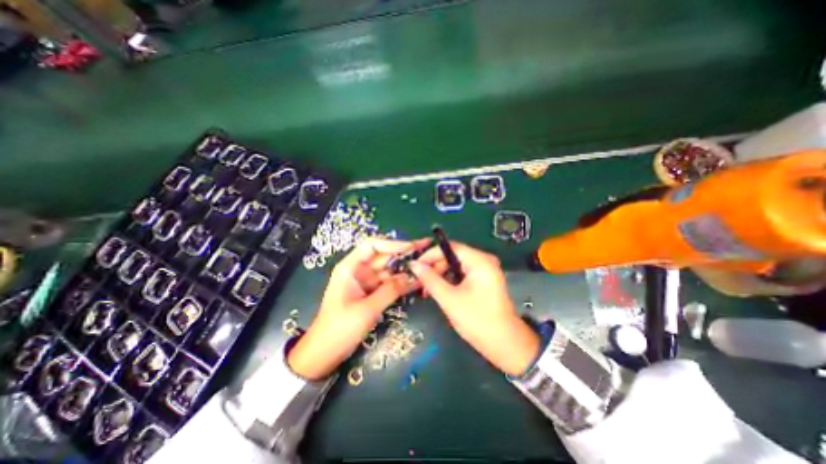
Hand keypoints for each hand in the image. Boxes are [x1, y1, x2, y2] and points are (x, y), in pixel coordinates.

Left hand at [288, 240, 425, 380]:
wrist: (324, 353)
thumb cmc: (339, 329)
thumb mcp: (366, 310)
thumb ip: (390, 291)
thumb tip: (412, 277)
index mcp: (350, 267)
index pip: (372, 246)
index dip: (393, 244)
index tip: (412, 247)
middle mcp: (359, 270)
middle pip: (384, 256)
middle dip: (404, 254)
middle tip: (426, 251)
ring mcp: (366, 281)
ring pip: (389, 270)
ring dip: (406, 269)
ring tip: (427, 266)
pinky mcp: (371, 292)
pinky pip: (389, 283)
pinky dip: (402, 282)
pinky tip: (418, 281)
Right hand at [408, 243, 539, 377]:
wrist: (505, 345)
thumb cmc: (477, 320)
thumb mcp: (449, 299)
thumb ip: (430, 279)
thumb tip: (414, 264)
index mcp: (479, 261)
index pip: (450, 247)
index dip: (430, 254)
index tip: (415, 264)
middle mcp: (484, 261)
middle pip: (453, 255)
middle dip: (435, 266)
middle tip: (420, 280)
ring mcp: (485, 271)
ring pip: (456, 265)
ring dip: (441, 275)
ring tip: (427, 289)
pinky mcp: (484, 281)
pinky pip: (462, 274)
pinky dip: (450, 280)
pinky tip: (440, 290)